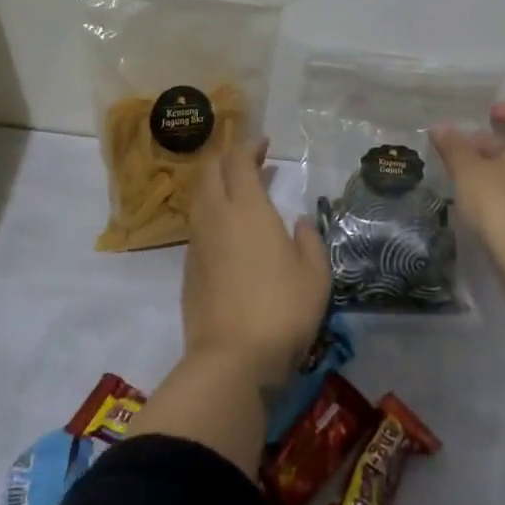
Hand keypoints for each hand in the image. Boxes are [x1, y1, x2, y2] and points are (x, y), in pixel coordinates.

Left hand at [181, 138, 332, 389]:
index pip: (237, 160)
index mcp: (246, 208)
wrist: (232, 359)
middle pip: (209, 171)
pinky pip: (198, 224)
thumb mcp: (315, 274)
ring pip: (199, 197)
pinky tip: (230, 231)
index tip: (264, 145)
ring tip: (242, 193)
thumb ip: (309, 240)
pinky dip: (212, 213)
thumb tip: (299, 221)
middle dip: (227, 158)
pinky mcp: (188, 268)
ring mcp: (197, 242)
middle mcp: (215, 216)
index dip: (249, 146)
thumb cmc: (282, 310)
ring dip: (217, 185)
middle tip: (251, 162)